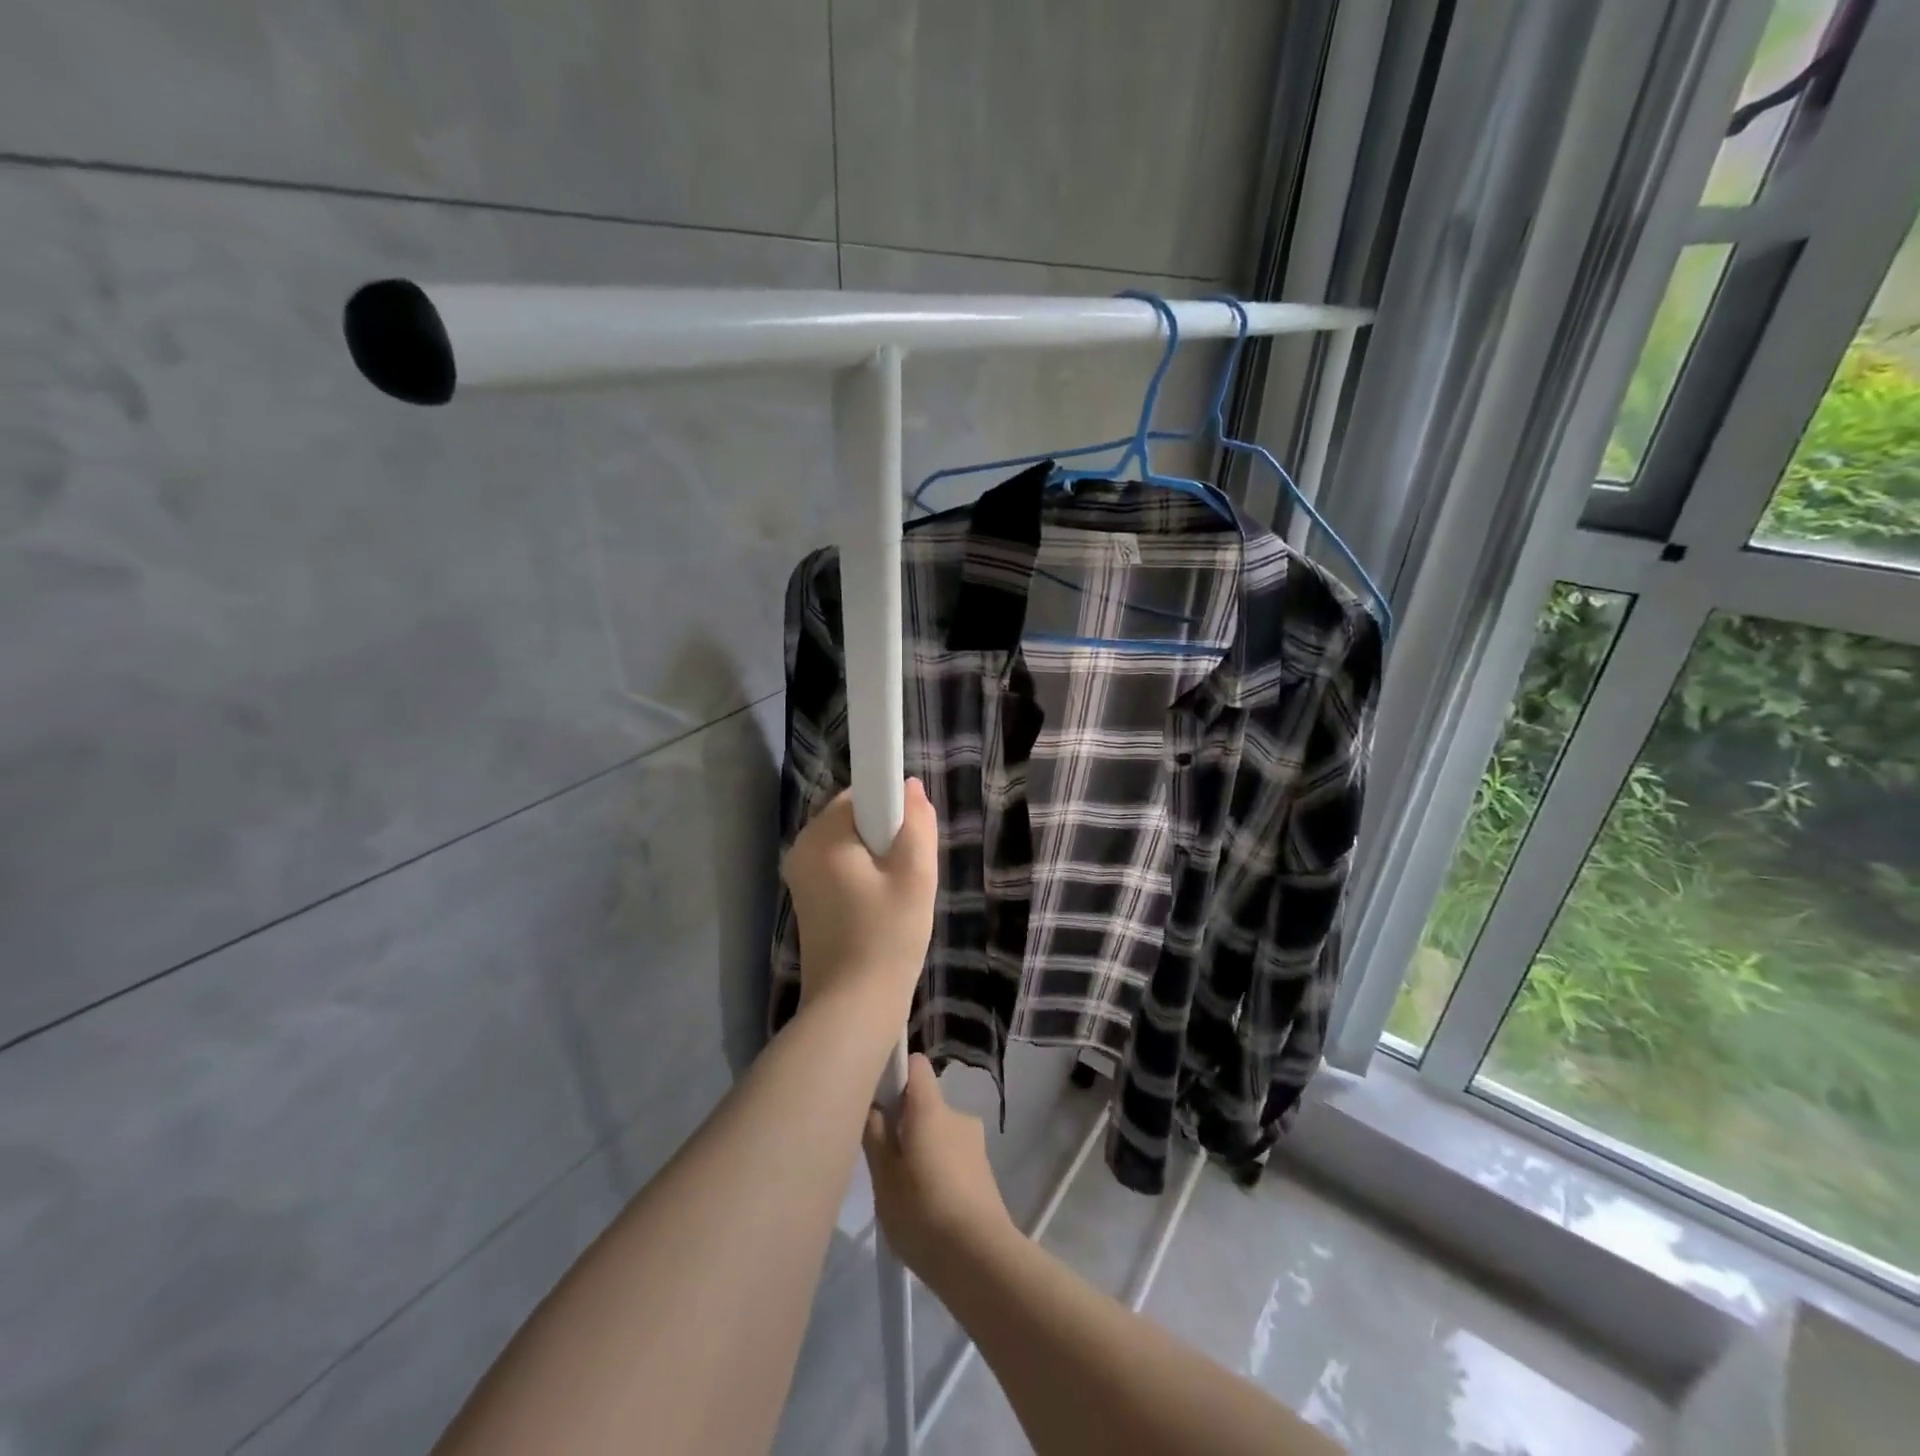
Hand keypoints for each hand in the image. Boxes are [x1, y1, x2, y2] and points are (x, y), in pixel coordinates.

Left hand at [784, 779, 937, 1021]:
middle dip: (887, 835)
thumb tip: (910, 787)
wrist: (854, 1007)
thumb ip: (917, 823)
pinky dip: (864, 877)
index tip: (910, 841)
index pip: (861, 793)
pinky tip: (882, 909)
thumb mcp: (915, 875)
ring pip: (850, 845)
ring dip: (879, 859)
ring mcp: (800, 877)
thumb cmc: (888, 936)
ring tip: (898, 895)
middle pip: (854, 818)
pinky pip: (841, 868)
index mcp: (821, 836)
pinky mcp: (807, 900)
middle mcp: (801, 849)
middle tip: (909, 873)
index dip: (892, 808)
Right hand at [862, 1055, 1014, 1282]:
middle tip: (884, 1161)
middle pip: (924, 1103)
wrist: (981, 1259)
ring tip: (905, 1193)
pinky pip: (952, 1155)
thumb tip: (874, 1105)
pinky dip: (938, 1170)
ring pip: (938, 1132)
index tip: (877, 1099)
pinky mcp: (983, 1170)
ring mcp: (974, 1142)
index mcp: (931, 1108)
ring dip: (922, 1150)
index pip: (916, 1065)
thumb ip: (876, 1136)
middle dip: (904, 1124)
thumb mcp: (884, 1178)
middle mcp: (957, 1115)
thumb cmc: (923, 1212)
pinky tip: (927, 1208)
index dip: (896, 1073)